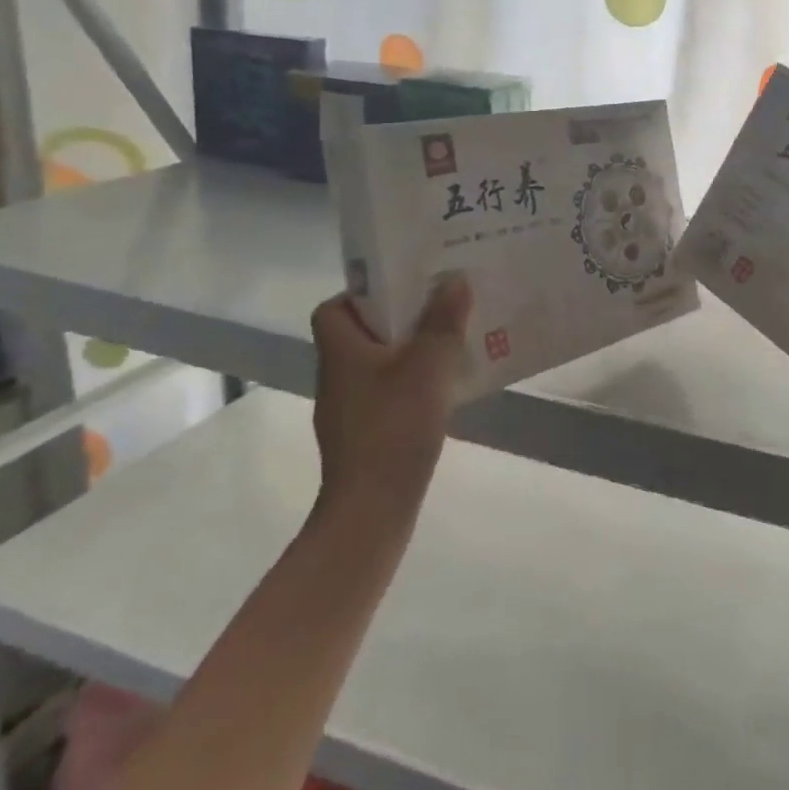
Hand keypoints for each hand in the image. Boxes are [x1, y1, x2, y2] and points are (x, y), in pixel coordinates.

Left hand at [309, 278, 471, 523]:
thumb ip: (442, 321)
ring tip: (450, 341)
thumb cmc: (394, 427)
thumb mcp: (428, 365)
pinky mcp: (365, 435)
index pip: (334, 307)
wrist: (372, 509)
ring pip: (378, 363)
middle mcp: (337, 375)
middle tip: (441, 305)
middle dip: (400, 317)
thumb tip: (454, 280)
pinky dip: (412, 384)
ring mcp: (349, 409)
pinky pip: (388, 393)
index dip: (363, 293)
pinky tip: (443, 388)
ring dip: (410, 350)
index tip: (403, 287)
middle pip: (361, 332)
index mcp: (341, 350)